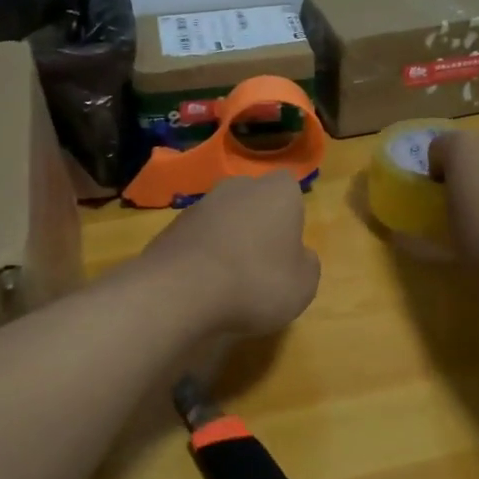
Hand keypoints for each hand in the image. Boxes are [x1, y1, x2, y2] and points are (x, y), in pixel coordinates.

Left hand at [139, 172, 321, 336]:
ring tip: (229, 281)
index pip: (290, 188)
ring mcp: (200, 204)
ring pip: (224, 219)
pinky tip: (202, 285)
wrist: (180, 291)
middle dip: (258, 225)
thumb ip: (307, 264)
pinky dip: (202, 256)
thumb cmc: (256, 282)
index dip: (291, 216)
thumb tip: (299, 256)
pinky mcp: (171, 227)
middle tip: (261, 264)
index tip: (288, 246)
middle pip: (254, 201)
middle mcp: (238, 187)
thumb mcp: (303, 285)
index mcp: (278, 192)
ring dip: (228, 241)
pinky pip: (197, 239)